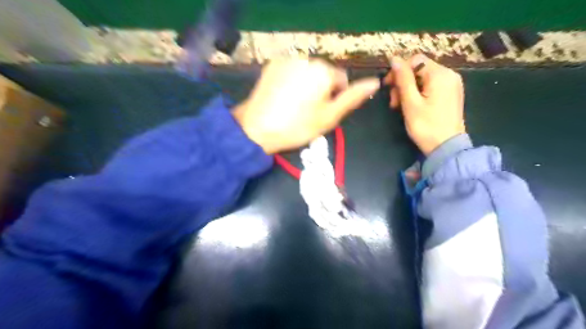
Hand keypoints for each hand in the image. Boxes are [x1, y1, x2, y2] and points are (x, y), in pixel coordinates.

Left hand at [233, 58, 379, 153]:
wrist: (257, 128)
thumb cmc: (297, 126)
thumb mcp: (329, 117)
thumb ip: (353, 97)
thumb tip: (375, 82)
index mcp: (324, 71)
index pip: (341, 80)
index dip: (335, 98)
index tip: (322, 113)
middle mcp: (307, 58)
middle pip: (324, 74)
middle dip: (321, 90)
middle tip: (308, 111)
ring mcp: (287, 59)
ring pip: (308, 72)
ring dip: (307, 85)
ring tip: (294, 105)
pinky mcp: (272, 65)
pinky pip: (291, 71)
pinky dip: (292, 81)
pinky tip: (283, 97)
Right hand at [385, 53, 466, 155]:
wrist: (446, 147)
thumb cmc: (426, 126)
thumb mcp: (410, 102)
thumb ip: (403, 79)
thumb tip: (394, 59)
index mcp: (440, 75)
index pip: (415, 60)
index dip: (398, 70)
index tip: (387, 86)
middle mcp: (449, 75)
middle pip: (419, 69)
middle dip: (402, 82)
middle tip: (393, 102)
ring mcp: (451, 85)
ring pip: (423, 78)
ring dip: (408, 89)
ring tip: (400, 107)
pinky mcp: (450, 94)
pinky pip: (430, 86)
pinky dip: (418, 93)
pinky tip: (412, 106)